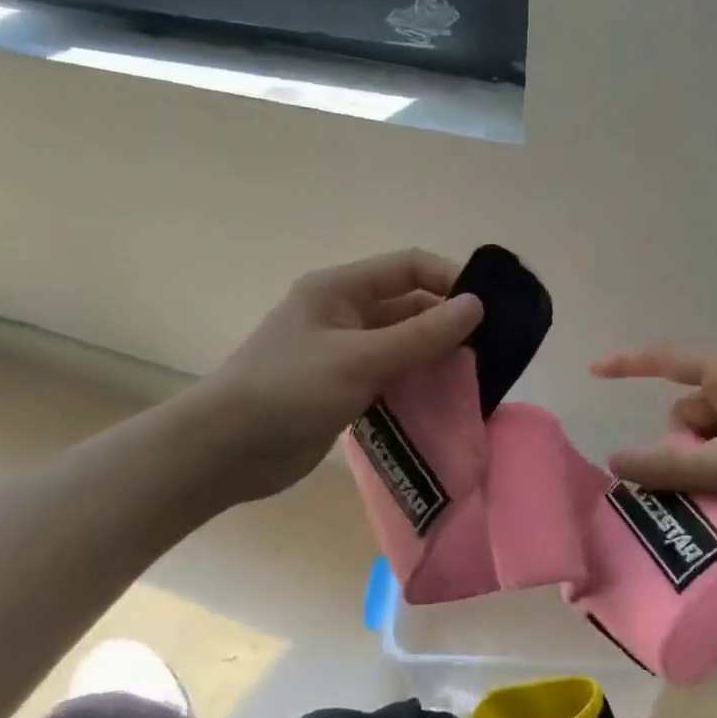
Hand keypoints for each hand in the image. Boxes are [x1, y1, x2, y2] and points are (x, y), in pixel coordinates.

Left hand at [193, 249, 482, 504]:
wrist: (226, 450)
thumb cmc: (289, 390)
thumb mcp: (359, 358)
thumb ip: (420, 334)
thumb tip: (476, 306)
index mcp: (340, 289)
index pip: (407, 267)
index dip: (449, 279)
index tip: (488, 309)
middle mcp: (344, 313)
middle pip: (408, 305)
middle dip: (447, 323)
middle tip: (490, 349)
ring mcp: (343, 353)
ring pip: (402, 344)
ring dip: (434, 356)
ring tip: (475, 375)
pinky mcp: (344, 388)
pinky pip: (391, 375)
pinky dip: (416, 383)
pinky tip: (445, 399)